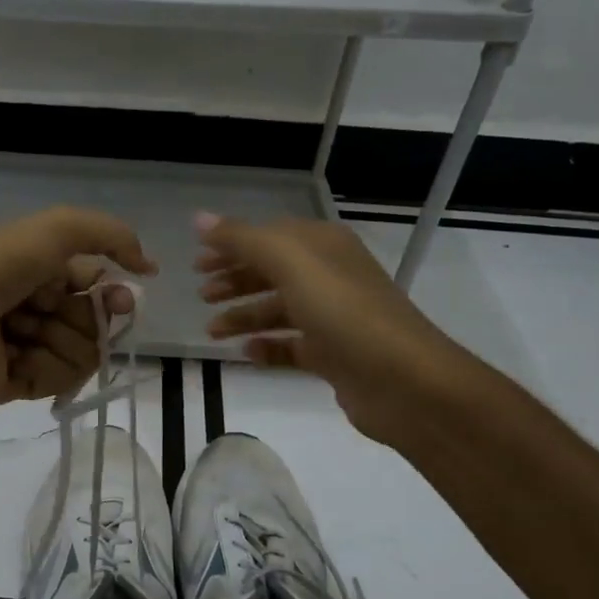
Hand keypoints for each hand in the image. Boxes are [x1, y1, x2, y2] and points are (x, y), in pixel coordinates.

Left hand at [0, 207, 155, 409]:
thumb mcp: (56, 229)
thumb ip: (111, 236)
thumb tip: (150, 268)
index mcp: (44, 272)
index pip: (98, 287)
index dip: (115, 293)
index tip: (122, 298)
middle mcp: (40, 309)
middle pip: (96, 323)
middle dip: (89, 318)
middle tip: (55, 310)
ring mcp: (32, 349)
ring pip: (84, 353)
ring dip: (61, 338)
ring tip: (22, 329)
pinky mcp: (21, 384)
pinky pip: (60, 381)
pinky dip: (45, 366)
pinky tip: (17, 355)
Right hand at [194, 212, 452, 440]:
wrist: (402, 380)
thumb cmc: (343, 311)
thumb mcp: (289, 262)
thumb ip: (242, 239)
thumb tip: (199, 219)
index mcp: (322, 246)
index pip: (269, 236)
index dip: (231, 246)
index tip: (197, 263)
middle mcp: (329, 276)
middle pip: (271, 272)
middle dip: (234, 281)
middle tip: (201, 296)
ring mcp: (333, 318)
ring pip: (278, 311)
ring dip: (243, 316)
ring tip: (212, 332)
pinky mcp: (333, 355)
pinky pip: (291, 347)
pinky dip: (267, 348)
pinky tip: (246, 354)